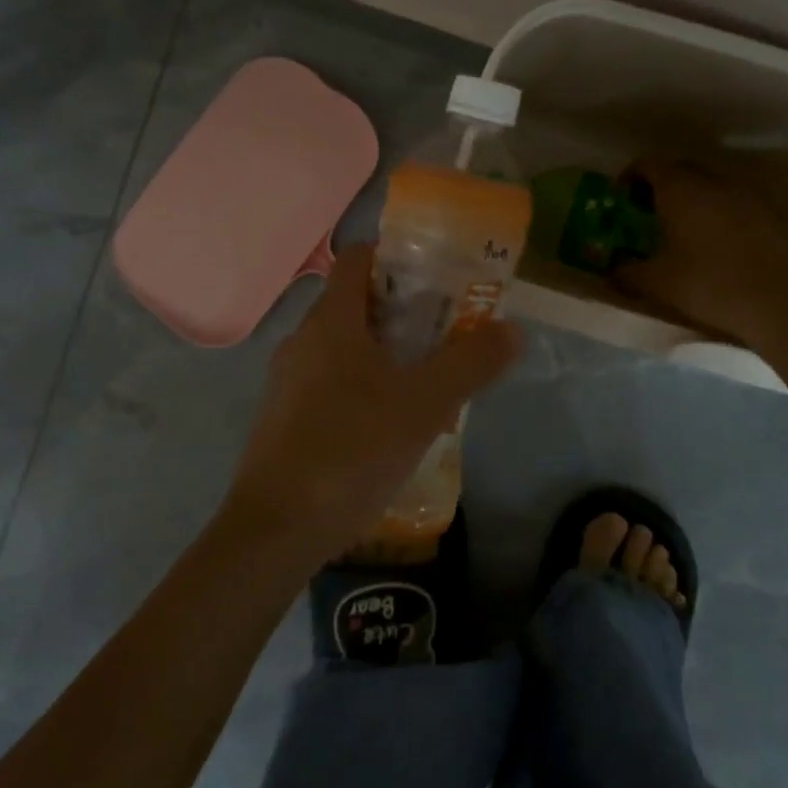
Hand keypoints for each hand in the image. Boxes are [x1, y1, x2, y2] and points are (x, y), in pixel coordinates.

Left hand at [225, 242, 522, 564]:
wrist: (276, 530)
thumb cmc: (352, 450)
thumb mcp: (425, 405)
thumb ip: (471, 363)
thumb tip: (511, 329)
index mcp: (331, 321)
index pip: (359, 258)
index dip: (398, 257)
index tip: (438, 278)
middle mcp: (303, 340)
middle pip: (356, 303)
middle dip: (403, 310)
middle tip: (447, 332)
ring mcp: (288, 380)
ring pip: (343, 347)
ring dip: (385, 352)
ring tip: (427, 381)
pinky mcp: (284, 418)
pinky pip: (330, 382)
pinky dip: (362, 386)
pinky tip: (389, 425)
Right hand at [614, 158, 787, 348]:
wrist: (784, 303)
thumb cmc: (710, 285)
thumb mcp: (658, 283)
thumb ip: (628, 273)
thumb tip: (611, 271)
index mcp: (681, 189)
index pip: (649, 164)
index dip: (631, 176)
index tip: (621, 197)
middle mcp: (714, 182)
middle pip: (681, 170)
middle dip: (660, 186)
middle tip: (647, 213)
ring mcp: (747, 196)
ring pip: (710, 186)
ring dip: (691, 199)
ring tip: (680, 230)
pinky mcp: (771, 214)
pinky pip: (733, 203)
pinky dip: (717, 213)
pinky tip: (714, 244)